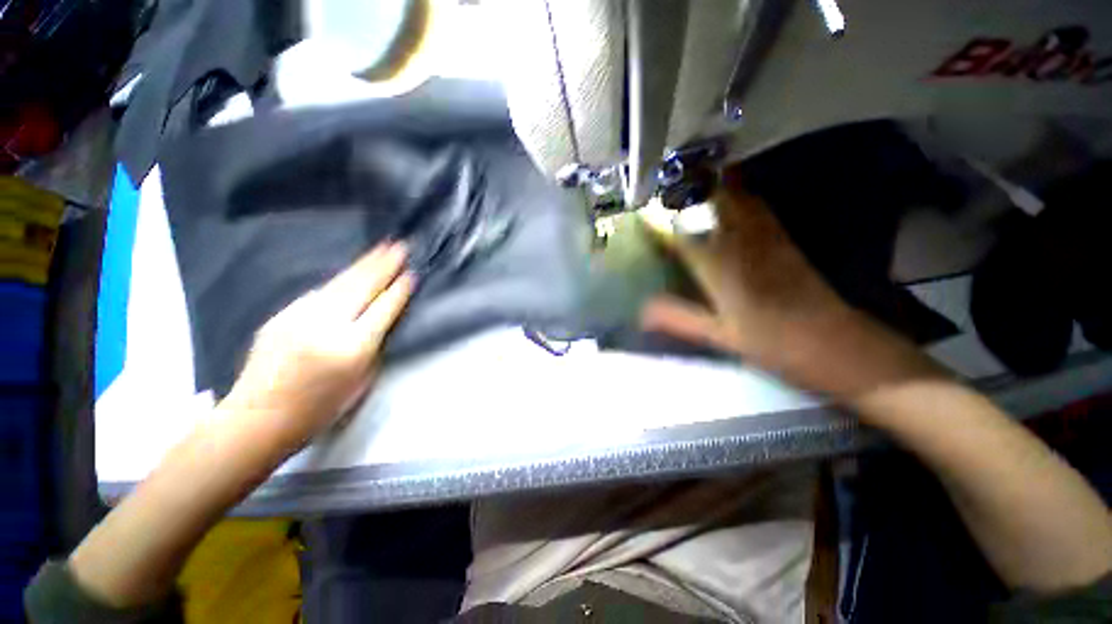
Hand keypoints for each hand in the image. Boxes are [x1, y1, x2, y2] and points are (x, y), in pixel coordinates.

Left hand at [221, 242, 414, 451]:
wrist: (258, 417)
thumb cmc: (321, 408)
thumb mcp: (362, 380)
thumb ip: (374, 346)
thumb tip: (381, 318)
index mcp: (352, 346)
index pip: (384, 308)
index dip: (400, 290)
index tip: (412, 274)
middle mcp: (327, 324)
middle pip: (362, 286)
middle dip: (384, 265)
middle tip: (400, 245)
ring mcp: (300, 315)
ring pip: (340, 282)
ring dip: (364, 264)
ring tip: (381, 248)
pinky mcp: (283, 314)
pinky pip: (320, 291)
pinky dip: (341, 280)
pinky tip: (352, 273)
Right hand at [642, 168, 942, 398]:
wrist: (834, 342)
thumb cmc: (772, 342)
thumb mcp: (719, 335)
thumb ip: (679, 318)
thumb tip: (643, 309)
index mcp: (723, 268)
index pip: (683, 234)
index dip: (661, 221)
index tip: (642, 212)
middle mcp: (743, 243)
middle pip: (716, 202)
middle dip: (691, 189)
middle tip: (668, 185)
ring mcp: (767, 237)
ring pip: (740, 198)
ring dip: (716, 185)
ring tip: (693, 182)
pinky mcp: (784, 239)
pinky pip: (758, 207)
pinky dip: (740, 196)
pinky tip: (731, 198)